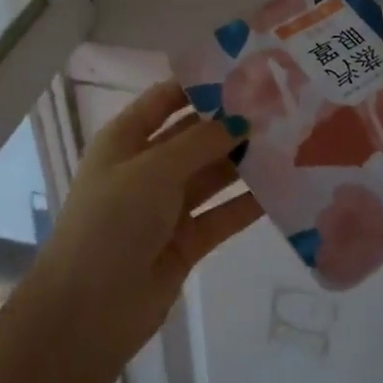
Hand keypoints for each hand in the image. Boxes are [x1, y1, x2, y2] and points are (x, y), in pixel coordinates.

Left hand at [7, 81, 261, 382]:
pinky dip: (249, 202)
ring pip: (213, 175)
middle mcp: (147, 168)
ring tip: (293, 140)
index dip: (200, 85)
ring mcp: (167, 207)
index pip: (165, 100)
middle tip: (282, 106)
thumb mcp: (154, 170)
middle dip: (232, 123)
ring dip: (245, 161)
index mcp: (125, 141)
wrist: (89, 310)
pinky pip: (224, 213)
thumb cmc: (112, 222)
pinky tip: (285, 186)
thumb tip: (242, 120)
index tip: (246, 71)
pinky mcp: (187, 241)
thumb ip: (202, 142)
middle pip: (194, 136)